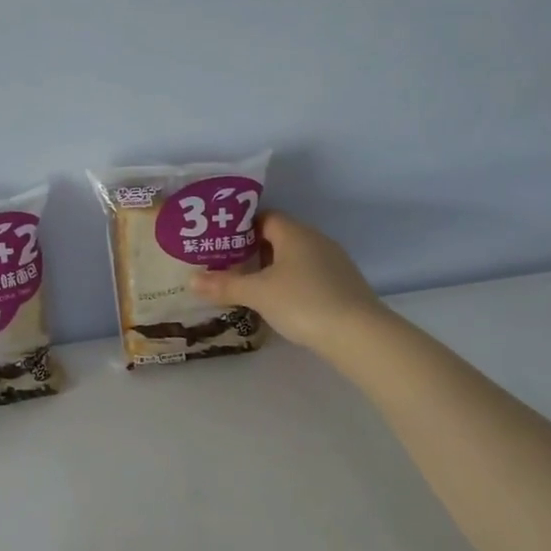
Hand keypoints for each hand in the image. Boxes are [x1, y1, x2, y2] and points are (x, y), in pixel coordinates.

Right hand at [191, 212, 383, 354]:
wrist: (358, 333)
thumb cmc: (302, 302)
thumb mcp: (257, 294)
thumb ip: (224, 285)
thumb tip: (192, 280)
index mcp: (294, 233)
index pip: (265, 217)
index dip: (242, 228)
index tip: (222, 243)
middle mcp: (316, 240)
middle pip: (280, 237)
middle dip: (255, 251)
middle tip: (229, 267)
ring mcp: (334, 262)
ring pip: (296, 257)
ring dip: (274, 269)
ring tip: (250, 287)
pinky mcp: (344, 284)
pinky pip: (310, 275)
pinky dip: (293, 283)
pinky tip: (282, 303)